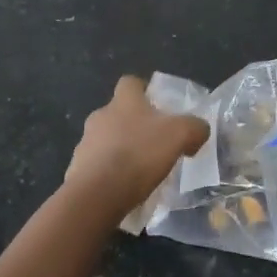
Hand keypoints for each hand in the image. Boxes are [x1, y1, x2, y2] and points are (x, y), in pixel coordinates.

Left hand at [65, 76, 209, 219]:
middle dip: (134, 125)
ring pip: (106, 140)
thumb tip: (199, 129)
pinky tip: (124, 189)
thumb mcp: (179, 135)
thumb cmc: (139, 154)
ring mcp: (85, 143)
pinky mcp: (77, 170)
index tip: (157, 105)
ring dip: (120, 149)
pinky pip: (97, 166)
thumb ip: (194, 127)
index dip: (143, 90)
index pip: (130, 83)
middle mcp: (100, 115)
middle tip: (154, 143)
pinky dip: (109, 174)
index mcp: (124, 101)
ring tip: (140, 171)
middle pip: (118, 112)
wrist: (98, 194)